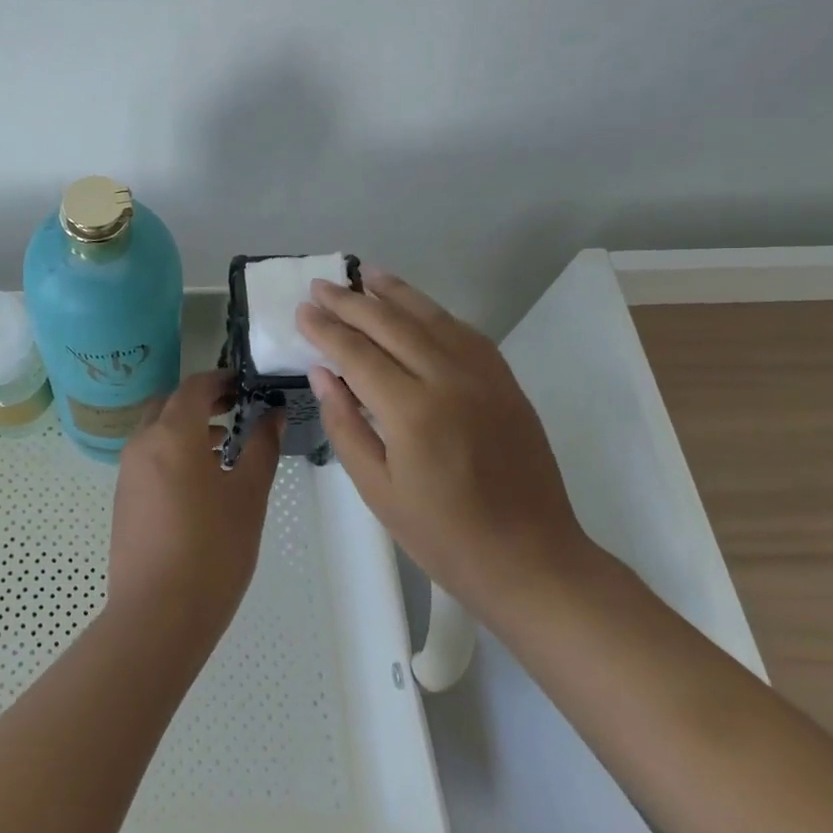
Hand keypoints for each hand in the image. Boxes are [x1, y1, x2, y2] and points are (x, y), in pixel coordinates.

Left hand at [107, 371, 282, 646]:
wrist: (157, 615)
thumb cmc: (213, 550)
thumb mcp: (249, 496)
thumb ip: (262, 447)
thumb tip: (272, 414)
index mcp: (173, 433)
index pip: (195, 386)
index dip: (222, 379)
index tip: (248, 384)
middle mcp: (143, 442)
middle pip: (170, 403)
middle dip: (202, 400)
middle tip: (236, 408)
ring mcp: (128, 471)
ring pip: (157, 430)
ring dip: (187, 426)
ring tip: (225, 445)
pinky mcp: (123, 498)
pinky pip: (148, 456)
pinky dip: (172, 451)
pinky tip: (200, 480)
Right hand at [296, 268, 593, 610]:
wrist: (531, 559)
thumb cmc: (443, 536)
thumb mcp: (377, 490)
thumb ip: (345, 425)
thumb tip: (322, 373)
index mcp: (412, 412)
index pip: (357, 353)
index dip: (325, 329)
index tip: (301, 311)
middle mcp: (449, 380)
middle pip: (392, 324)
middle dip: (351, 302)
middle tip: (320, 286)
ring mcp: (484, 377)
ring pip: (432, 318)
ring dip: (395, 293)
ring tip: (366, 274)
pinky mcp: (506, 382)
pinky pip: (464, 333)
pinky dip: (434, 313)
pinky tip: (416, 307)